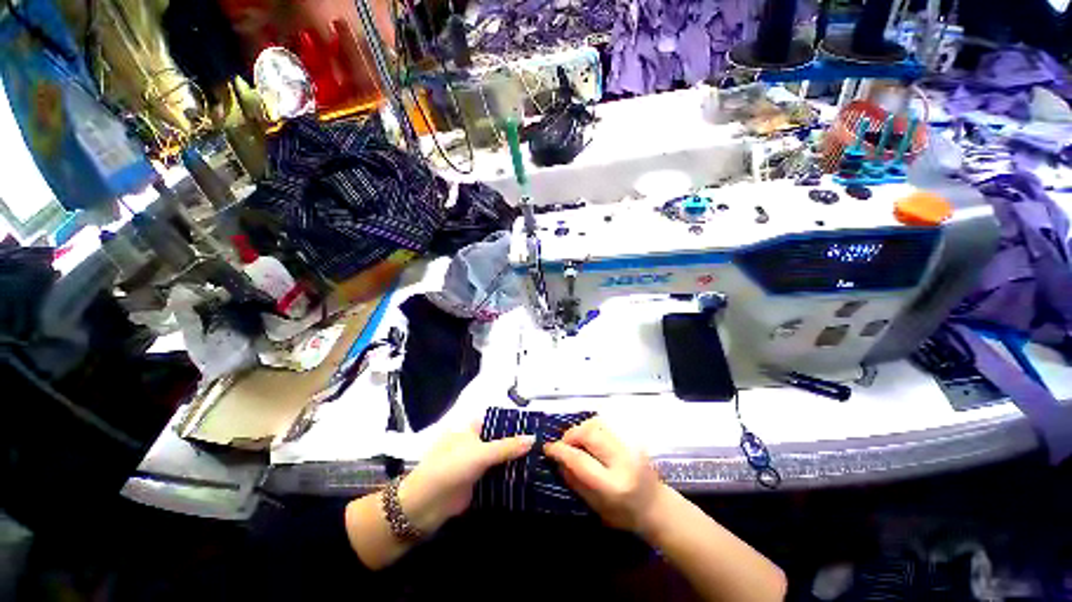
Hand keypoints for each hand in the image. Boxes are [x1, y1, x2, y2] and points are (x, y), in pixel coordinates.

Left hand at [398, 423, 533, 534]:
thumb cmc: (450, 468)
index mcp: (473, 426)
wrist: (426, 505)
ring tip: (543, 457)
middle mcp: (476, 440)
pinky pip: (499, 473)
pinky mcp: (479, 479)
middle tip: (545, 442)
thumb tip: (534, 438)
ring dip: (517, 458)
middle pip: (502, 438)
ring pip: (502, 456)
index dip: (517, 421)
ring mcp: (477, 460)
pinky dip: (511, 473)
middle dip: (520, 441)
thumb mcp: (480, 453)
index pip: (499, 418)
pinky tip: (530, 474)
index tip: (538, 424)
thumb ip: (508, 446)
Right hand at [545, 418, 664, 533]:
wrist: (656, 506)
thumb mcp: (595, 506)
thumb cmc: (624, 514)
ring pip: (598, 423)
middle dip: (571, 434)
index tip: (547, 447)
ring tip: (576, 441)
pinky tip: (589, 438)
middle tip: (563, 443)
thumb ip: (574, 481)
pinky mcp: (633, 437)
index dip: (560, 450)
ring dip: (581, 429)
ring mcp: (631, 446)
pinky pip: (606, 424)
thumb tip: (556, 459)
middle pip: (590, 433)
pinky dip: (592, 427)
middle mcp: (623, 461)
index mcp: (613, 485)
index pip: (580, 460)